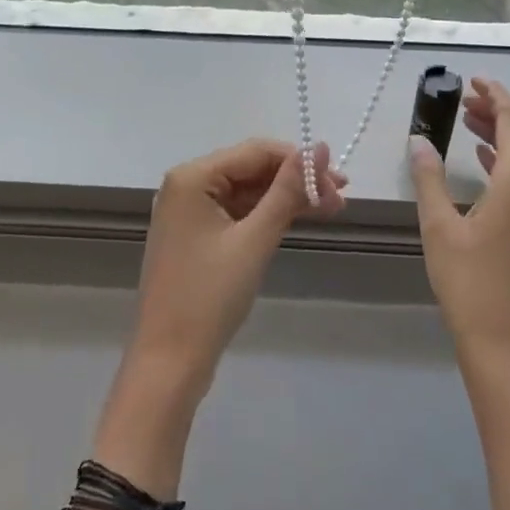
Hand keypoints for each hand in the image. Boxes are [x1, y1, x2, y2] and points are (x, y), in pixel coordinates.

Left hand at [123, 139, 346, 405]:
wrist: (169, 360)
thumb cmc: (210, 297)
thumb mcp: (255, 239)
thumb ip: (288, 191)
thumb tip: (319, 148)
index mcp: (192, 177)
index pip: (256, 152)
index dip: (300, 162)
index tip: (340, 182)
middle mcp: (186, 185)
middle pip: (251, 169)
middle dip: (296, 181)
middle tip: (341, 199)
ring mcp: (188, 211)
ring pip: (246, 191)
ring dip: (285, 198)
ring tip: (331, 210)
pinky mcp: (195, 235)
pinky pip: (236, 212)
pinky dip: (266, 215)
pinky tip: (296, 220)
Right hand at [408, 78, 509, 370]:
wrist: (504, 343)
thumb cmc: (468, 282)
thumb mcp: (438, 226)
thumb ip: (428, 178)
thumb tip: (418, 141)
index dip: (495, 95)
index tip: (473, 79)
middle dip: (501, 109)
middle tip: (465, 99)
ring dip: (505, 133)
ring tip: (468, 122)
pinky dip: (508, 158)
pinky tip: (483, 161)